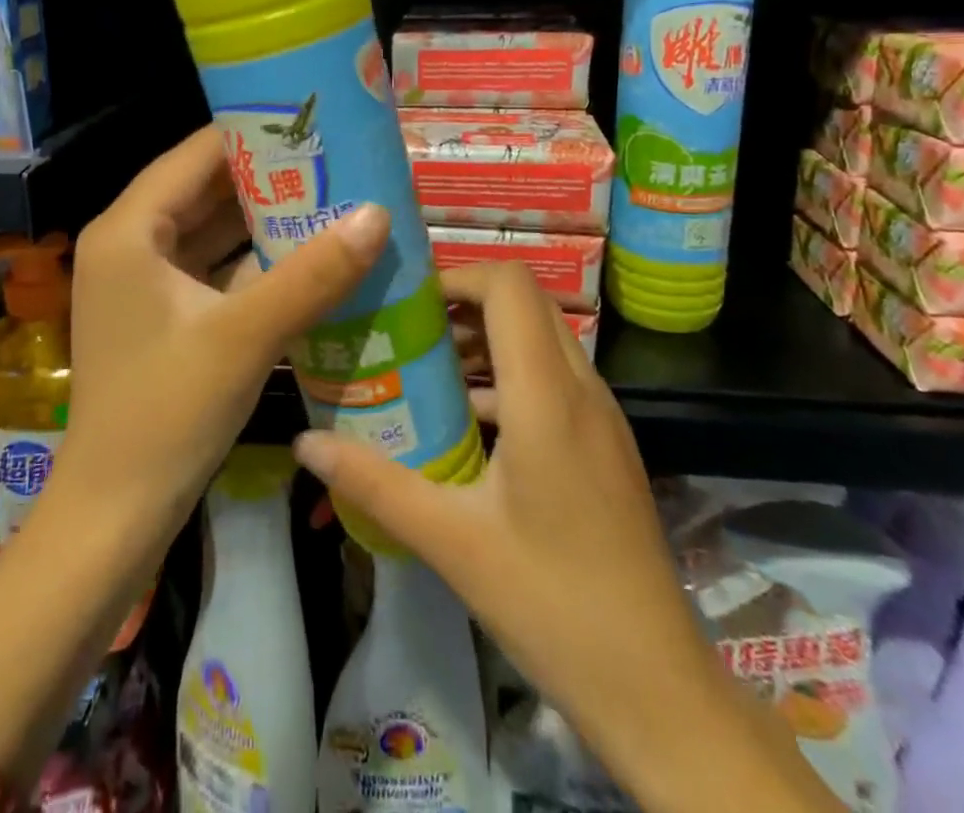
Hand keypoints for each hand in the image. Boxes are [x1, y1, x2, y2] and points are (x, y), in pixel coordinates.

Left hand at [53, 125, 390, 560]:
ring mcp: (143, 280)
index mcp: (129, 229)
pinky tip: (306, 253)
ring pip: (211, 229)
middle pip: (204, 188)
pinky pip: (213, 266)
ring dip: (265, 218)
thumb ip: (312, 273)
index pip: (196, 154)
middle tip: (337, 158)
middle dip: (268, 176)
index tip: (315, 121)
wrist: (115, 515)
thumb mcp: (245, 336)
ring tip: (332, 194)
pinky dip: (254, 258)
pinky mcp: (162, 312)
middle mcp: (129, 242)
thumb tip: (378, 212)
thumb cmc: (167, 414)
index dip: (254, 133)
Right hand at [290, 263, 746, 799]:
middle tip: (408, 329)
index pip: (510, 285)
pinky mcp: (606, 444)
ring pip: (542, 340)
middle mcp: (582, 389)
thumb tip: (306, 443)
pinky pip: (554, 379)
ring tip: (426, 369)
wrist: (657, 687)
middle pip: (526, 303)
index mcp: (547, 395)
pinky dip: (508, 376)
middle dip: (465, 303)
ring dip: (486, 340)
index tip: (408, 302)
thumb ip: (374, 483)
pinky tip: (469, 425)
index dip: (458, 276)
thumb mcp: (450, 540)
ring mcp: (601, 416)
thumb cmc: (551, 602)